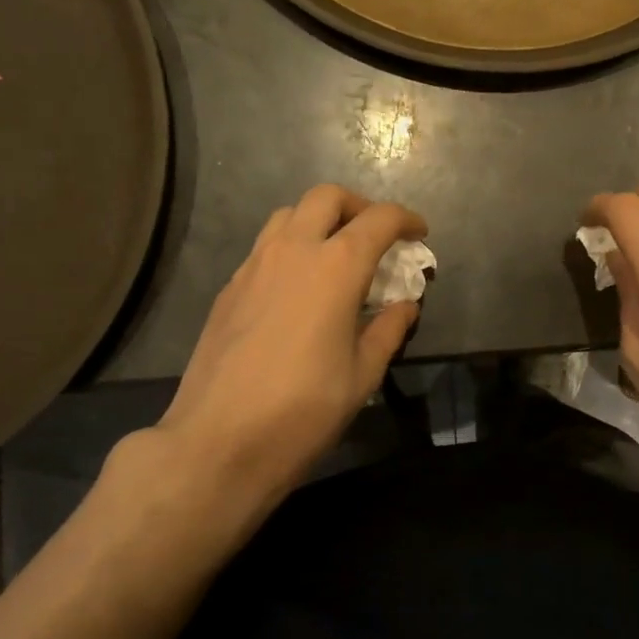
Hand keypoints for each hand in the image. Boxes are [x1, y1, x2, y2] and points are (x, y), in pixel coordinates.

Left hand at [153, 185, 425, 515]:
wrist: (218, 442)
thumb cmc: (303, 410)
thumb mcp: (363, 375)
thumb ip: (389, 330)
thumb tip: (405, 306)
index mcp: (335, 268)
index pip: (379, 219)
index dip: (406, 220)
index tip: (419, 234)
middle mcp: (293, 251)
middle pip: (327, 197)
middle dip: (360, 206)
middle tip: (377, 237)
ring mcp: (254, 266)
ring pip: (289, 215)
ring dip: (320, 221)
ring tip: (337, 256)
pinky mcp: (229, 288)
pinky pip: (265, 247)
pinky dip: (291, 248)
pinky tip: (299, 289)